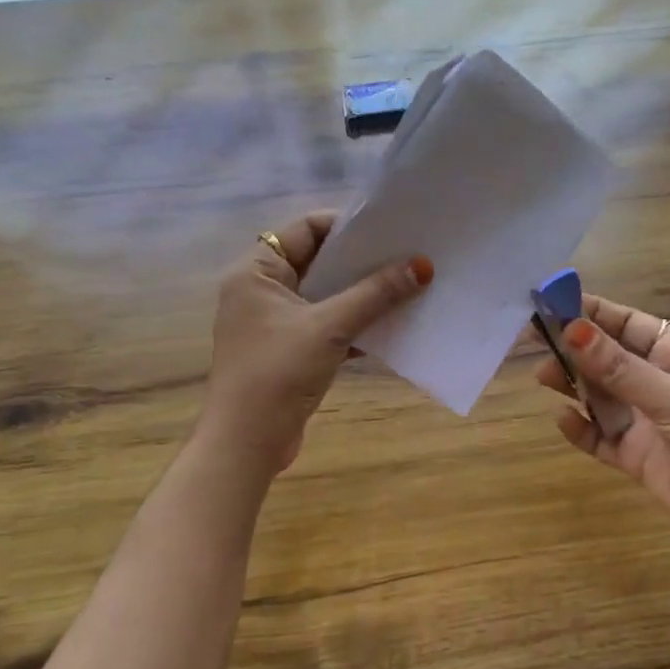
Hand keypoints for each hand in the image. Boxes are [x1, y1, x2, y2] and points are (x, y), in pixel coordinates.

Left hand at [201, 212, 431, 474]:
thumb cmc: (278, 372)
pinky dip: (354, 325)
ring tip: (407, 288)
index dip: (346, 226)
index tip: (388, 231)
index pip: (305, 229)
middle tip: (406, 257)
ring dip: (361, 296)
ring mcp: (274, 324)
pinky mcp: (289, 352)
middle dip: (361, 262)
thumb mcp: (329, 327)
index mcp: (257, 271)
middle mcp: (262, 291)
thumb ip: (375, 294)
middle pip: (318, 262)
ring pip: (325, 297)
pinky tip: (391, 327)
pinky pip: (327, 326)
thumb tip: (422, 266)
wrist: (247, 442)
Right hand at [535, 295, 669, 564]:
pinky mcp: (639, 457)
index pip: (629, 324)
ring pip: (601, 395)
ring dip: (574, 386)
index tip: (550, 302)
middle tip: (533, 342)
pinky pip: (602, 437)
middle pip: (609, 358)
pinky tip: (562, 421)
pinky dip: (582, 429)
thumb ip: (620, 369)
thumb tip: (572, 330)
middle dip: (575, 349)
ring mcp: (649, 421)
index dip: (591, 312)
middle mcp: (662, 382)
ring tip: (543, 377)